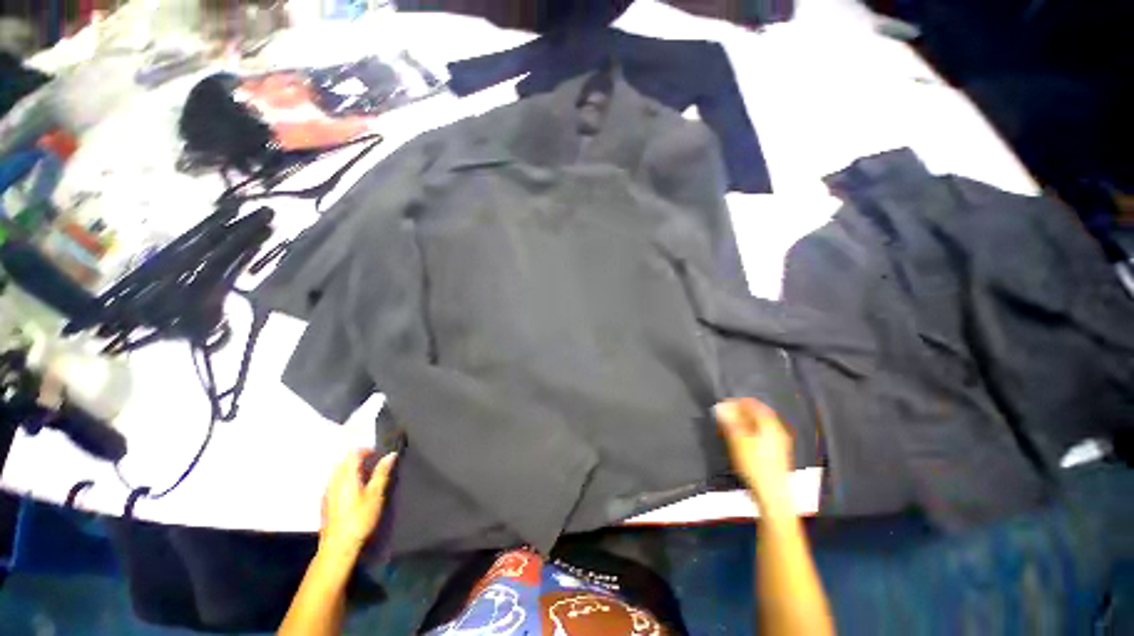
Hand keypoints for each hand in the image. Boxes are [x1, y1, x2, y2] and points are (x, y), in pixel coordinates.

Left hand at [320, 449, 396, 553]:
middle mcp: (334, 481)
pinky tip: (354, 493)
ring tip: (366, 479)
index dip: (367, 451)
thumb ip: (382, 472)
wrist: (338, 546)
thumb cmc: (360, 518)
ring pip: (338, 472)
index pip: (353, 453)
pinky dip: (345, 480)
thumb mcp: (376, 494)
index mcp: (346, 476)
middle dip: (359, 459)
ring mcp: (327, 492)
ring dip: (351, 469)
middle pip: (344, 461)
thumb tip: (390, 455)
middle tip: (374, 466)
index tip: (378, 456)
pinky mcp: (325, 503)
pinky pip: (335, 483)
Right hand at [715, 398, 793, 512]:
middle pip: (758, 415)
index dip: (737, 402)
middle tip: (725, 415)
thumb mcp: (738, 440)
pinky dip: (749, 432)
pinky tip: (740, 440)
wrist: (772, 495)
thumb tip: (720, 407)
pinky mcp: (776, 454)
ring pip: (759, 426)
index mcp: (770, 425)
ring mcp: (779, 443)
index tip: (723, 404)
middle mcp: (777, 431)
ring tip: (729, 426)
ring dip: (744, 423)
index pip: (753, 405)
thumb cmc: (754, 465)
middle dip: (740, 412)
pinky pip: (761, 435)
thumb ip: (729, 421)